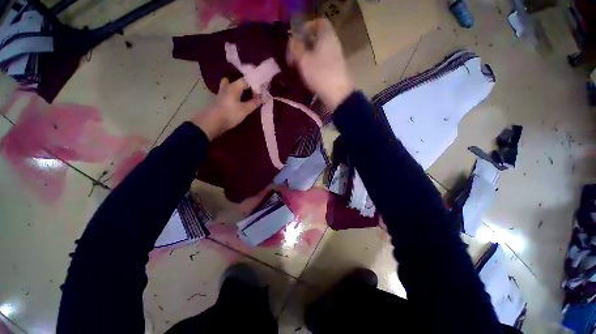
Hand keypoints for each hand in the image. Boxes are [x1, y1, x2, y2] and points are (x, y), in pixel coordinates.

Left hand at [192, 78, 261, 139]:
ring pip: (229, 86)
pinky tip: (236, 101)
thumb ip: (254, 103)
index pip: (246, 80)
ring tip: (244, 95)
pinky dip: (233, 94)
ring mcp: (221, 94)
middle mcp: (227, 87)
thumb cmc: (230, 114)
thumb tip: (263, 97)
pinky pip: (228, 93)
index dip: (255, 84)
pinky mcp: (219, 101)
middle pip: (236, 81)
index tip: (262, 91)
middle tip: (252, 90)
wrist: (212, 123)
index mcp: (234, 87)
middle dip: (244, 84)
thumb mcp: (245, 110)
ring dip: (237, 88)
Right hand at [288, 18, 354, 110]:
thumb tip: (292, 41)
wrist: (338, 95)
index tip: (297, 37)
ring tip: (299, 67)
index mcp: (327, 36)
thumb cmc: (320, 74)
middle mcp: (334, 44)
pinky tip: (308, 75)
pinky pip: (323, 63)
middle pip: (319, 38)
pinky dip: (315, 66)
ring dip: (309, 57)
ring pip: (320, 52)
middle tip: (295, 55)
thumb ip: (295, 48)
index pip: (319, 22)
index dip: (307, 27)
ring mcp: (337, 58)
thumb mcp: (303, 60)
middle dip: (305, 45)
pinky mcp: (336, 70)